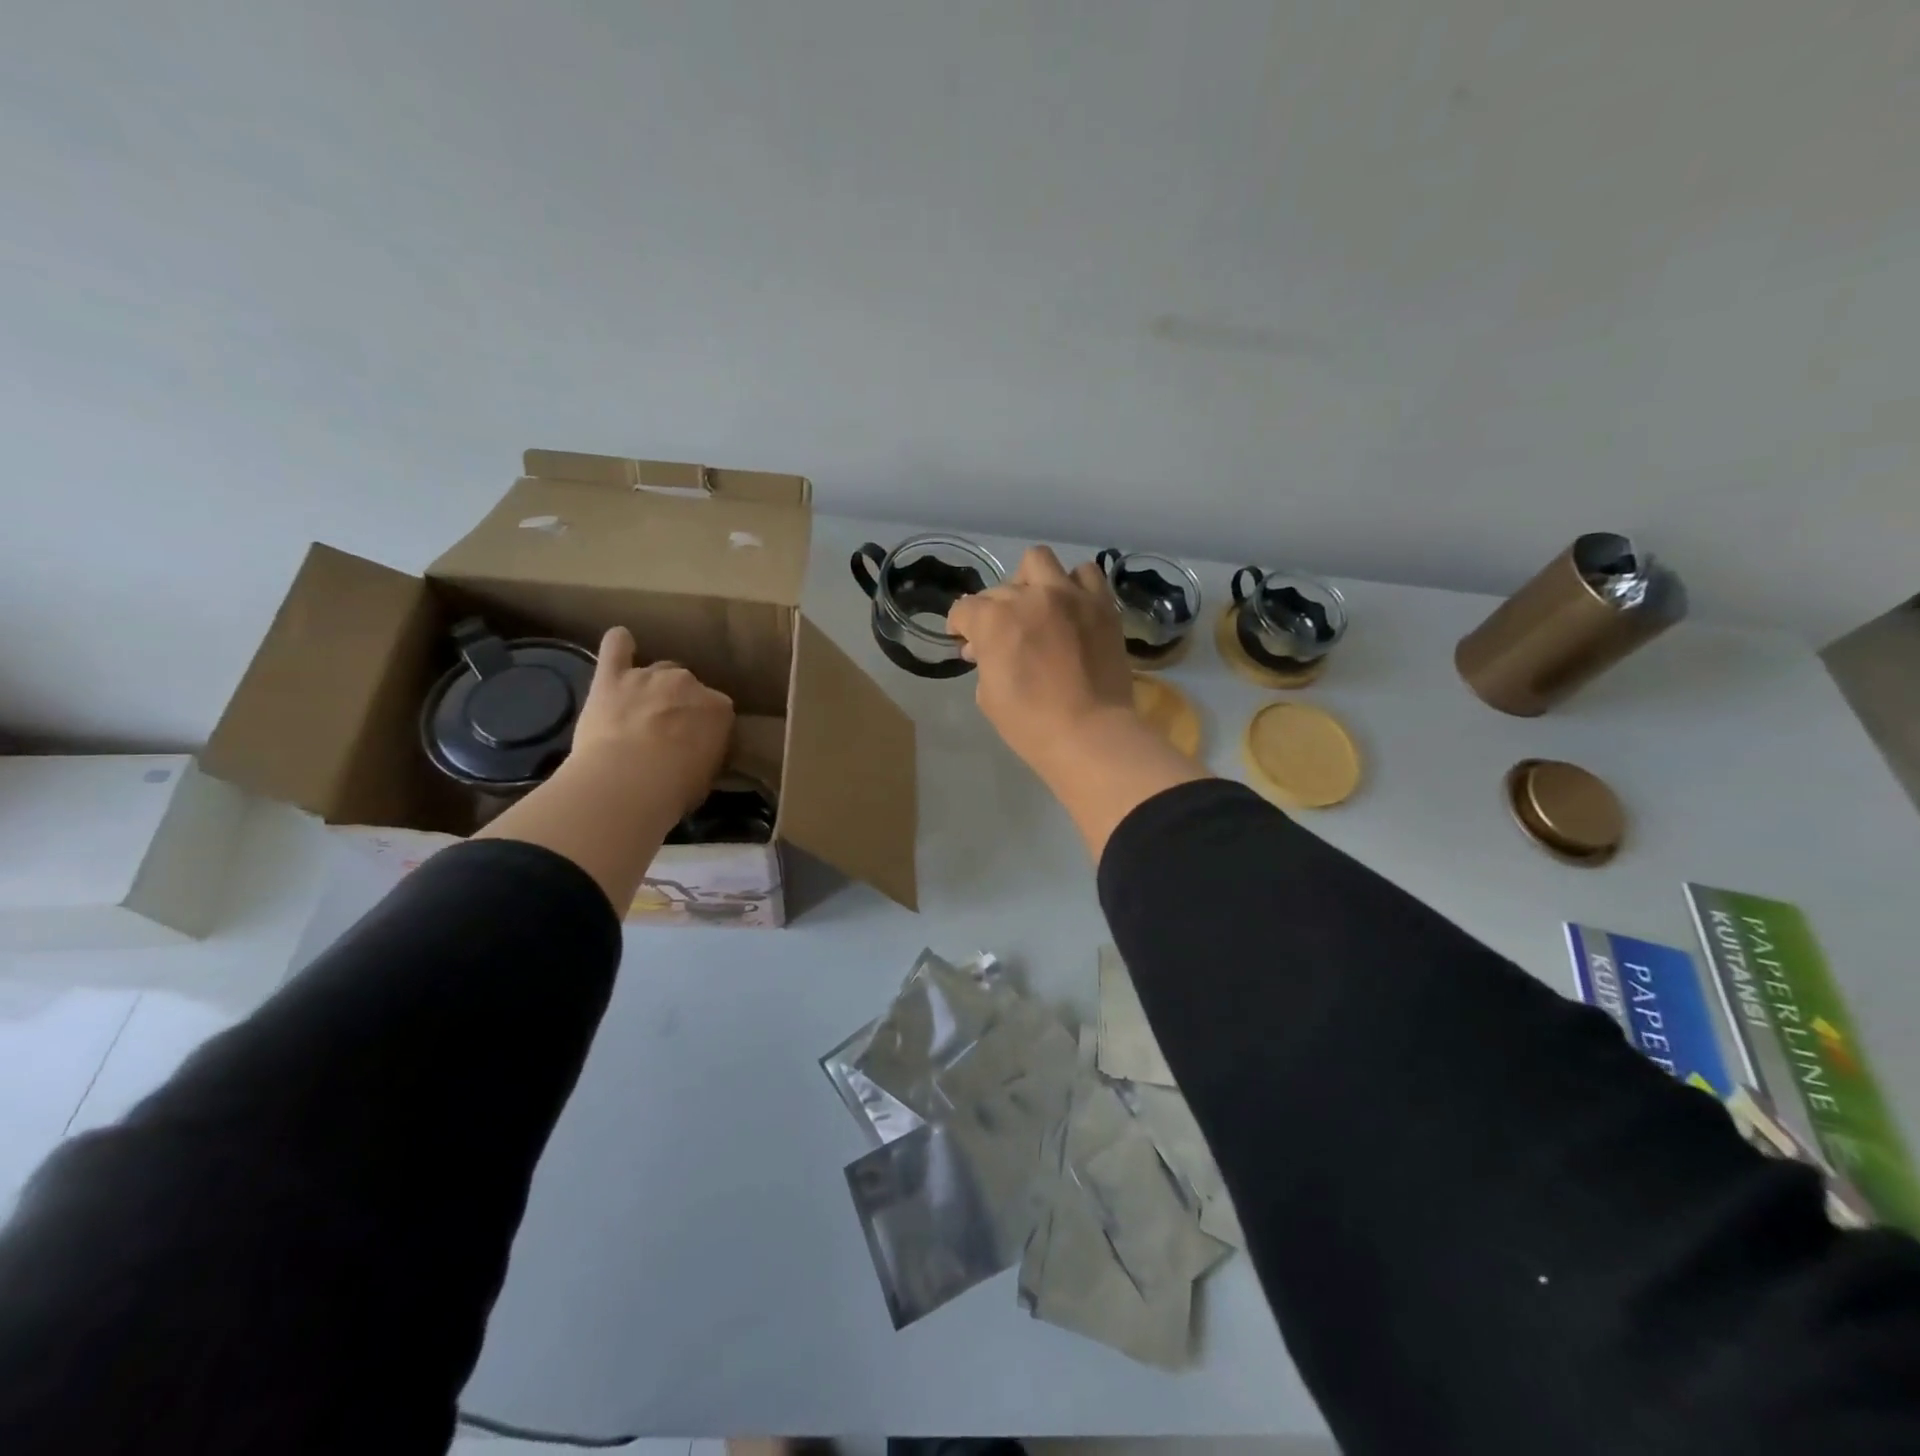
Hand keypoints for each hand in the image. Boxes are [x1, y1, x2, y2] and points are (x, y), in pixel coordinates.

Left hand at [569, 626, 734, 814]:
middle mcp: (688, 683)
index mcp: (718, 708)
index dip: (705, 726)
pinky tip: (621, 642)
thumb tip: (697, 751)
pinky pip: (616, 647)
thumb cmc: (675, 788)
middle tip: (666, 730)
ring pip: (657, 670)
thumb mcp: (706, 774)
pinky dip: (620, 644)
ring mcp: (649, 676)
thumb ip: (705, 752)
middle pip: (687, 685)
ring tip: (640, 709)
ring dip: (652, 686)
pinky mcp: (612, 678)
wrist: (627, 782)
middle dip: (679, 703)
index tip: (696, 743)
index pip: (717, 710)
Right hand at [947, 546, 1135, 774]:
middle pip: (999, 589)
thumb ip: (983, 662)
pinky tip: (1071, 605)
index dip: (959, 625)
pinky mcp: (1101, 604)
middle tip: (1002, 636)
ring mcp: (1069, 596)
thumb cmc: (1031, 724)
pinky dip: (1073, 585)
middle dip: (993, 611)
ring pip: (1039, 561)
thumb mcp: (988, 697)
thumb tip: (983, 648)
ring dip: (1030, 581)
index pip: (965, 609)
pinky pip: (1085, 574)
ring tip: (1036, 605)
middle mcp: (1030, 596)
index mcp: (994, 620)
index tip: (964, 639)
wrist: (1091, 734)